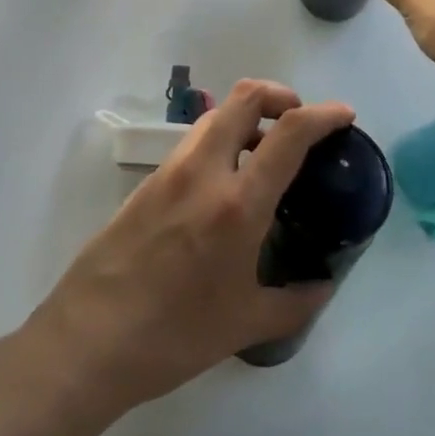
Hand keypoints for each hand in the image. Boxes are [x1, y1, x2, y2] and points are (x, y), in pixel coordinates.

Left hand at [27, 80, 353, 411]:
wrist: (90, 339)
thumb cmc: (175, 335)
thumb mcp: (244, 324)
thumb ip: (294, 301)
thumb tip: (323, 286)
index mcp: (237, 202)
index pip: (289, 133)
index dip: (323, 114)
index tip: (344, 115)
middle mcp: (204, 170)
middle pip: (245, 97)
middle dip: (280, 96)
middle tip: (299, 124)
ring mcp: (171, 170)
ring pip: (216, 116)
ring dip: (248, 118)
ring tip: (266, 156)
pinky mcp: (149, 180)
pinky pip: (194, 143)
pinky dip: (222, 142)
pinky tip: (227, 185)